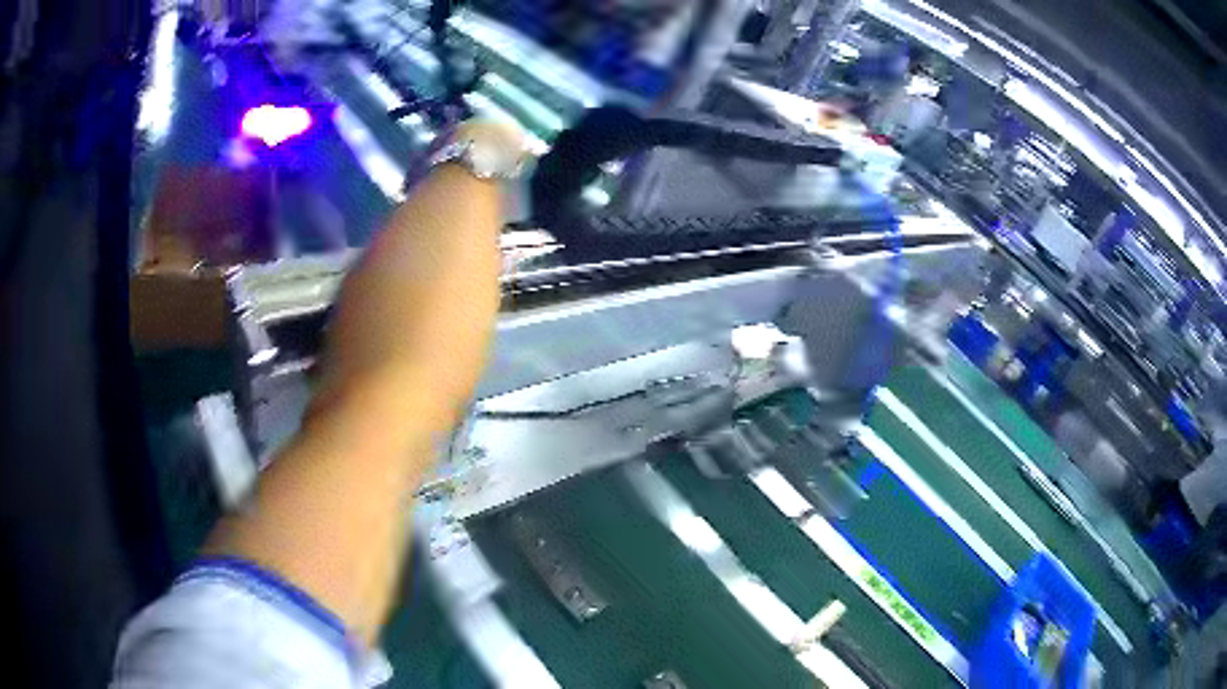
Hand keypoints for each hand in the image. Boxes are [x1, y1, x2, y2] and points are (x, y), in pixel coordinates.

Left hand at [312, 126, 511, 430]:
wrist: (388, 414)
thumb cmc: (432, 319)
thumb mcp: (461, 229)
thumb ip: (472, 173)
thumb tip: (487, 127)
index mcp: (396, 231)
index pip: (430, 188)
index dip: (464, 183)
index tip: (498, 197)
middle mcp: (368, 265)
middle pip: (413, 233)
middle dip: (449, 230)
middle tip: (491, 247)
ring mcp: (356, 315)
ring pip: (400, 277)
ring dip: (431, 274)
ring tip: (469, 295)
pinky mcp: (361, 362)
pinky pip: (396, 319)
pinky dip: (419, 316)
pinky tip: (437, 337)